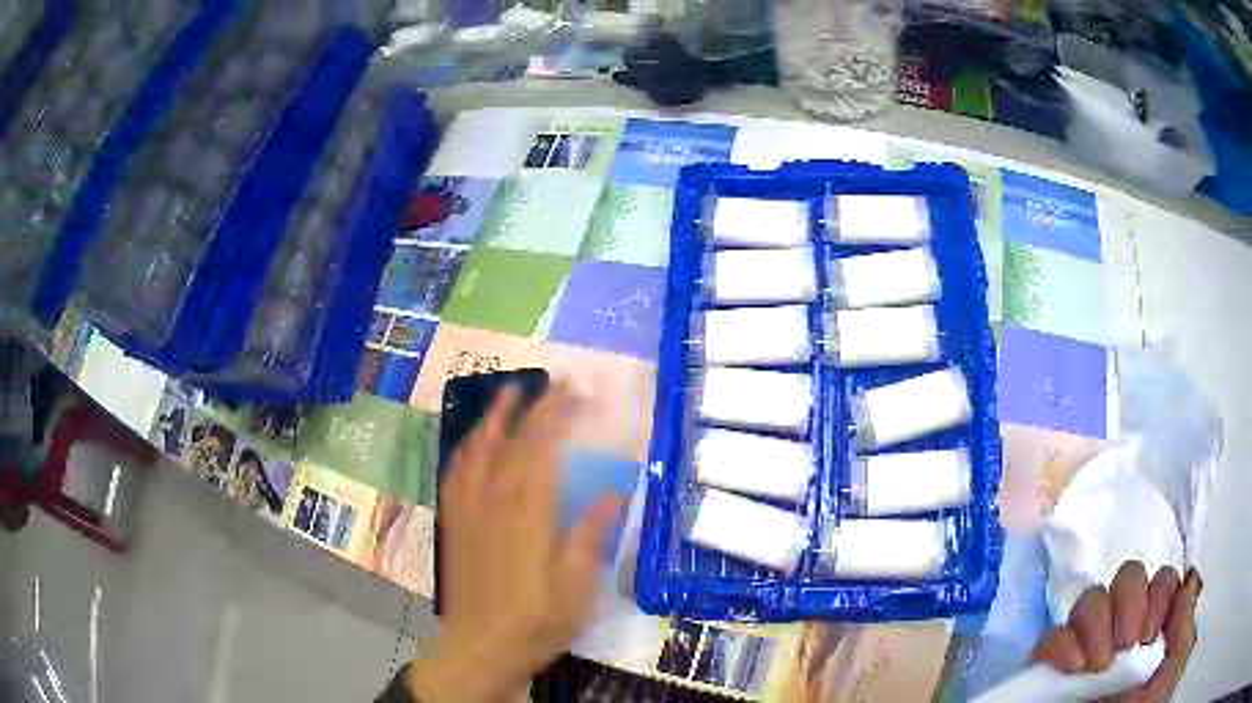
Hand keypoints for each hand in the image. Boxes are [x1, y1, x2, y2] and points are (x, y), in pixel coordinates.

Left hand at [409, 383, 622, 702]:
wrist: (481, 646)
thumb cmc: (536, 622)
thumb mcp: (577, 589)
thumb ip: (591, 536)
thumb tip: (615, 492)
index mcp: (527, 514)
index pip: (542, 448)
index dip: (558, 414)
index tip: (576, 392)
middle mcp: (493, 501)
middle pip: (511, 441)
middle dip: (533, 406)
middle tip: (553, 383)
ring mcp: (468, 510)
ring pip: (477, 449)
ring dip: (493, 417)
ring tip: (508, 392)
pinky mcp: (454, 522)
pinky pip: (455, 473)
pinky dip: (466, 447)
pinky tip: (472, 441)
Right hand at [1030, 561, 1201, 701]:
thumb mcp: (1174, 668)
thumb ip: (1184, 624)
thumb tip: (1187, 583)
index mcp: (1153, 629)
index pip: (1159, 579)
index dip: (1159, 593)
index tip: (1150, 636)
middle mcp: (1123, 631)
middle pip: (1126, 578)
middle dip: (1129, 601)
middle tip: (1126, 645)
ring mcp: (1087, 650)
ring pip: (1089, 601)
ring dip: (1097, 624)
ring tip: (1098, 667)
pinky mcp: (1052, 672)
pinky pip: (1050, 639)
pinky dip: (1060, 645)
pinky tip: (1073, 668)